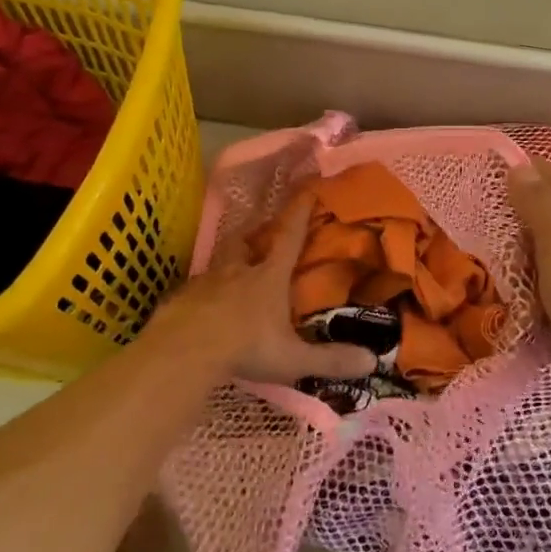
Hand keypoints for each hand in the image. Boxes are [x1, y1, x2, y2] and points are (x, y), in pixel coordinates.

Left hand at [144, 196, 376, 386]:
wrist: (182, 353)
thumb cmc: (244, 347)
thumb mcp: (292, 358)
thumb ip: (330, 359)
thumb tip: (371, 361)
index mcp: (268, 278)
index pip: (289, 237)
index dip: (299, 212)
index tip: (307, 189)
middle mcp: (236, 272)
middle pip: (244, 242)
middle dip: (253, 234)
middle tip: (258, 235)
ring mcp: (204, 284)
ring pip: (217, 264)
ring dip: (226, 263)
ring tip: (230, 272)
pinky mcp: (179, 300)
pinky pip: (193, 290)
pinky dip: (201, 294)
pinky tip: (201, 308)